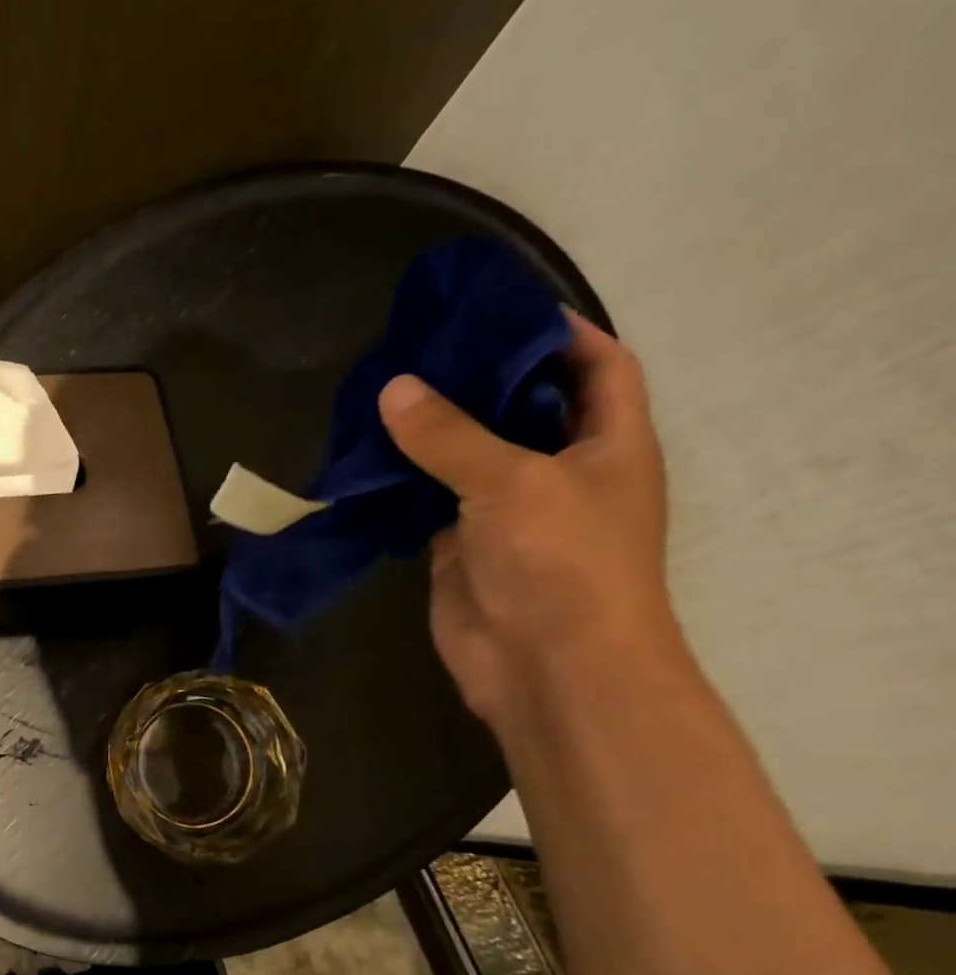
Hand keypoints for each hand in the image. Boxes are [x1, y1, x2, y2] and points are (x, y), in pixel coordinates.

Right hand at [377, 311, 676, 727]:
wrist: (547, 666)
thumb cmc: (560, 561)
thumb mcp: (511, 481)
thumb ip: (450, 434)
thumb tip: (394, 388)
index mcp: (608, 443)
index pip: (597, 366)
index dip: (559, 332)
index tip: (498, 308)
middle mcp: (560, 470)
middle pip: (522, 407)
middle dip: (478, 377)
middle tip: (419, 347)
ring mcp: (507, 511)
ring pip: (467, 455)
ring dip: (431, 429)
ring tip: (382, 391)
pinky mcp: (460, 545)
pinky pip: (428, 499)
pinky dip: (402, 478)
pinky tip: (366, 455)